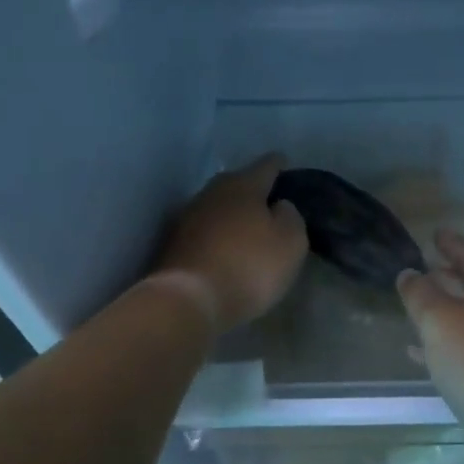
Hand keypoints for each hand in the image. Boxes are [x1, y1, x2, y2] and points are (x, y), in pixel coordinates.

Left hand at [154, 153, 308, 333]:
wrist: (188, 300)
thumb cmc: (249, 266)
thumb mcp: (290, 242)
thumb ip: (290, 217)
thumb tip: (279, 206)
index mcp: (243, 186)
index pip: (266, 165)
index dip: (278, 164)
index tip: (284, 163)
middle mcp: (211, 192)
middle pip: (236, 182)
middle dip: (251, 188)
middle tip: (267, 200)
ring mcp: (187, 217)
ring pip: (216, 205)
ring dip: (231, 212)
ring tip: (246, 226)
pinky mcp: (172, 243)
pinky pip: (203, 230)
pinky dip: (215, 234)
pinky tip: (223, 247)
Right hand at [397, 230, 463, 432]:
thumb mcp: (439, 320)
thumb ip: (420, 293)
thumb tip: (409, 273)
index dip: (452, 245)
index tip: (435, 233)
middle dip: (451, 277)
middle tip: (428, 267)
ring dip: (449, 310)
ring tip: (422, 307)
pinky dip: (451, 342)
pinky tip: (424, 352)